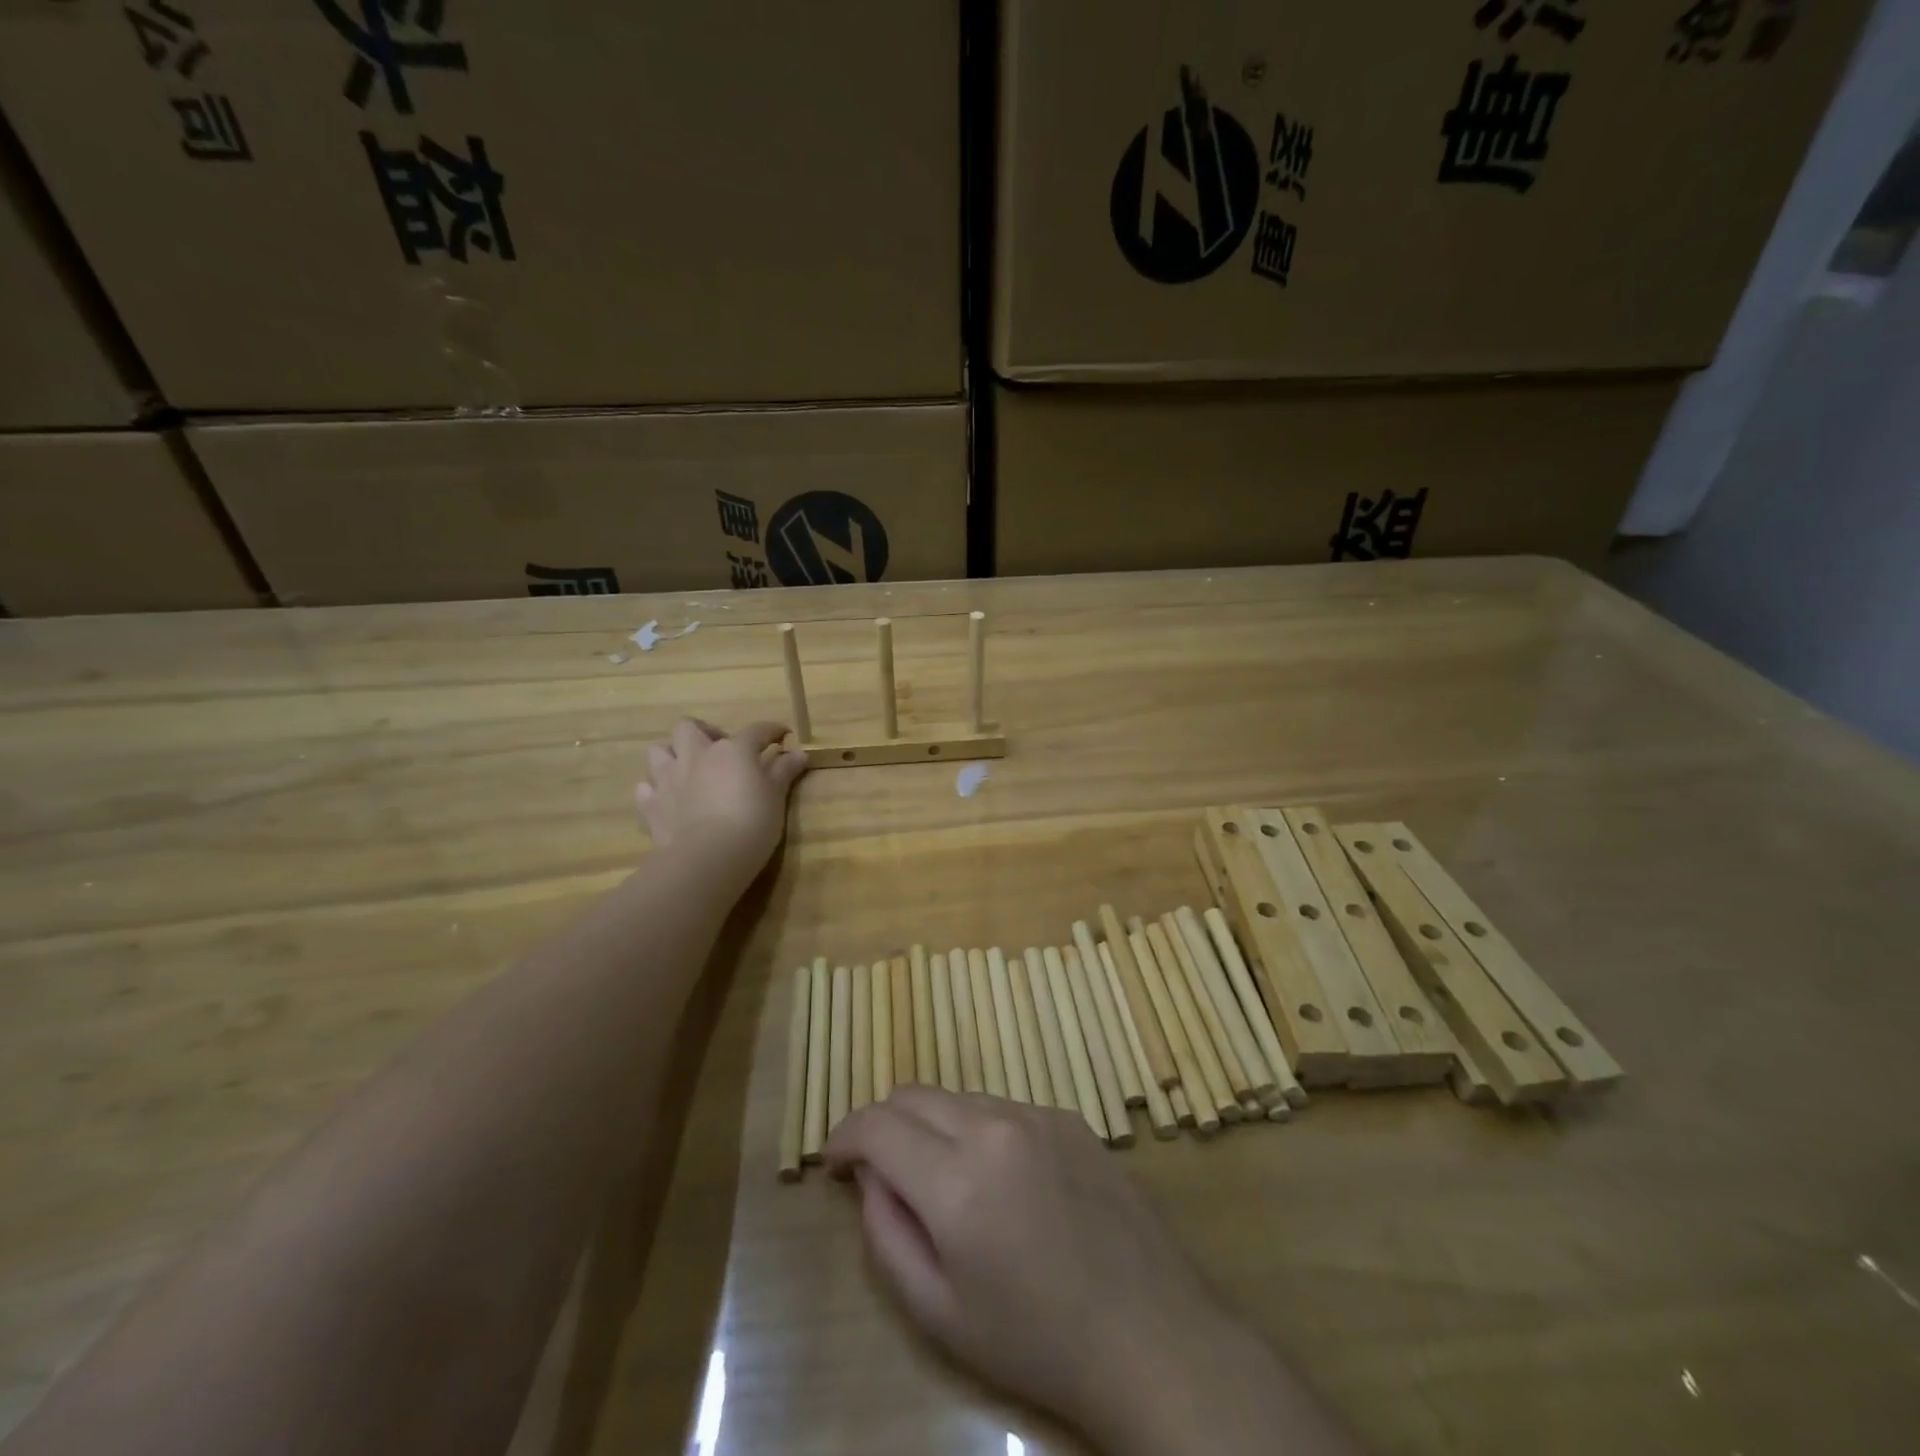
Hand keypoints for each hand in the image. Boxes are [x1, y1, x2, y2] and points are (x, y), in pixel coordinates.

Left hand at [634, 718, 806, 883]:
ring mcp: (668, 779)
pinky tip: (668, 800)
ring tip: (688, 771)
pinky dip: (656, 790)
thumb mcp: (776, 796)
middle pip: (688, 727)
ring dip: (672, 756)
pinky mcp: (651, 805)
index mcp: (732, 750)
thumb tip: (798, 754)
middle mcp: (696, 755)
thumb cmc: (752, 822)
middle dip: (703, 732)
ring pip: (658, 751)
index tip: (782, 735)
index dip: (772, 730)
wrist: (709, 858)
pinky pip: (646, 788)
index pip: (756, 730)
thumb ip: (784, 772)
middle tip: (719, 750)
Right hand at [826, 1089, 1338, 1455]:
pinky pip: (1002, 1107)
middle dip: (883, 1124)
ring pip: (958, 1098)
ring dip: (933, 1127)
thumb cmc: (1035, 1339)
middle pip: (914, 1095)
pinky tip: (1000, 1179)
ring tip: (943, 1180)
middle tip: (878, 1169)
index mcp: (957, 1179)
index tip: (833, 1160)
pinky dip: (978, 1130)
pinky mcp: (1069, 1116)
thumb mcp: (940, 1311)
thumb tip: (869, 1176)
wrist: (1149, 1333)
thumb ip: (887, 1234)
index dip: (844, 1135)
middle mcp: (994, 1126)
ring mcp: (1037, 1113)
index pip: (877, 1125)